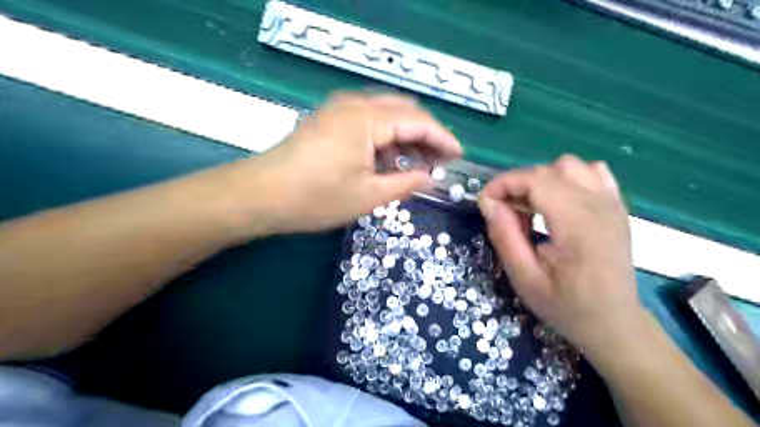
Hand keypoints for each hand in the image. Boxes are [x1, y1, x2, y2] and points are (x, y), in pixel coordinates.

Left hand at [235, 91, 459, 236]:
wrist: (260, 195)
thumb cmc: (315, 198)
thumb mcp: (368, 196)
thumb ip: (406, 183)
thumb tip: (431, 177)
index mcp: (366, 119)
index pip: (418, 120)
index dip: (443, 138)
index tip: (458, 156)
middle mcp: (354, 104)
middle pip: (404, 110)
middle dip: (427, 134)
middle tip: (440, 161)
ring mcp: (339, 109)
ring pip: (386, 113)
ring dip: (406, 135)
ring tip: (419, 163)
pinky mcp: (329, 119)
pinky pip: (369, 120)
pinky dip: (386, 136)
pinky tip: (390, 159)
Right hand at [476, 155, 642, 354]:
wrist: (614, 323)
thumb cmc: (566, 306)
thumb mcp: (525, 278)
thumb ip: (505, 236)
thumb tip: (487, 202)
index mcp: (578, 226)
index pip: (537, 180)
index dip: (504, 183)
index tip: (485, 201)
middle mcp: (599, 206)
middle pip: (550, 170)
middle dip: (518, 184)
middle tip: (505, 213)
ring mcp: (612, 204)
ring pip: (570, 166)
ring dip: (542, 180)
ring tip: (531, 206)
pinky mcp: (617, 206)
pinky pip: (592, 172)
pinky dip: (568, 178)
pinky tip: (559, 202)